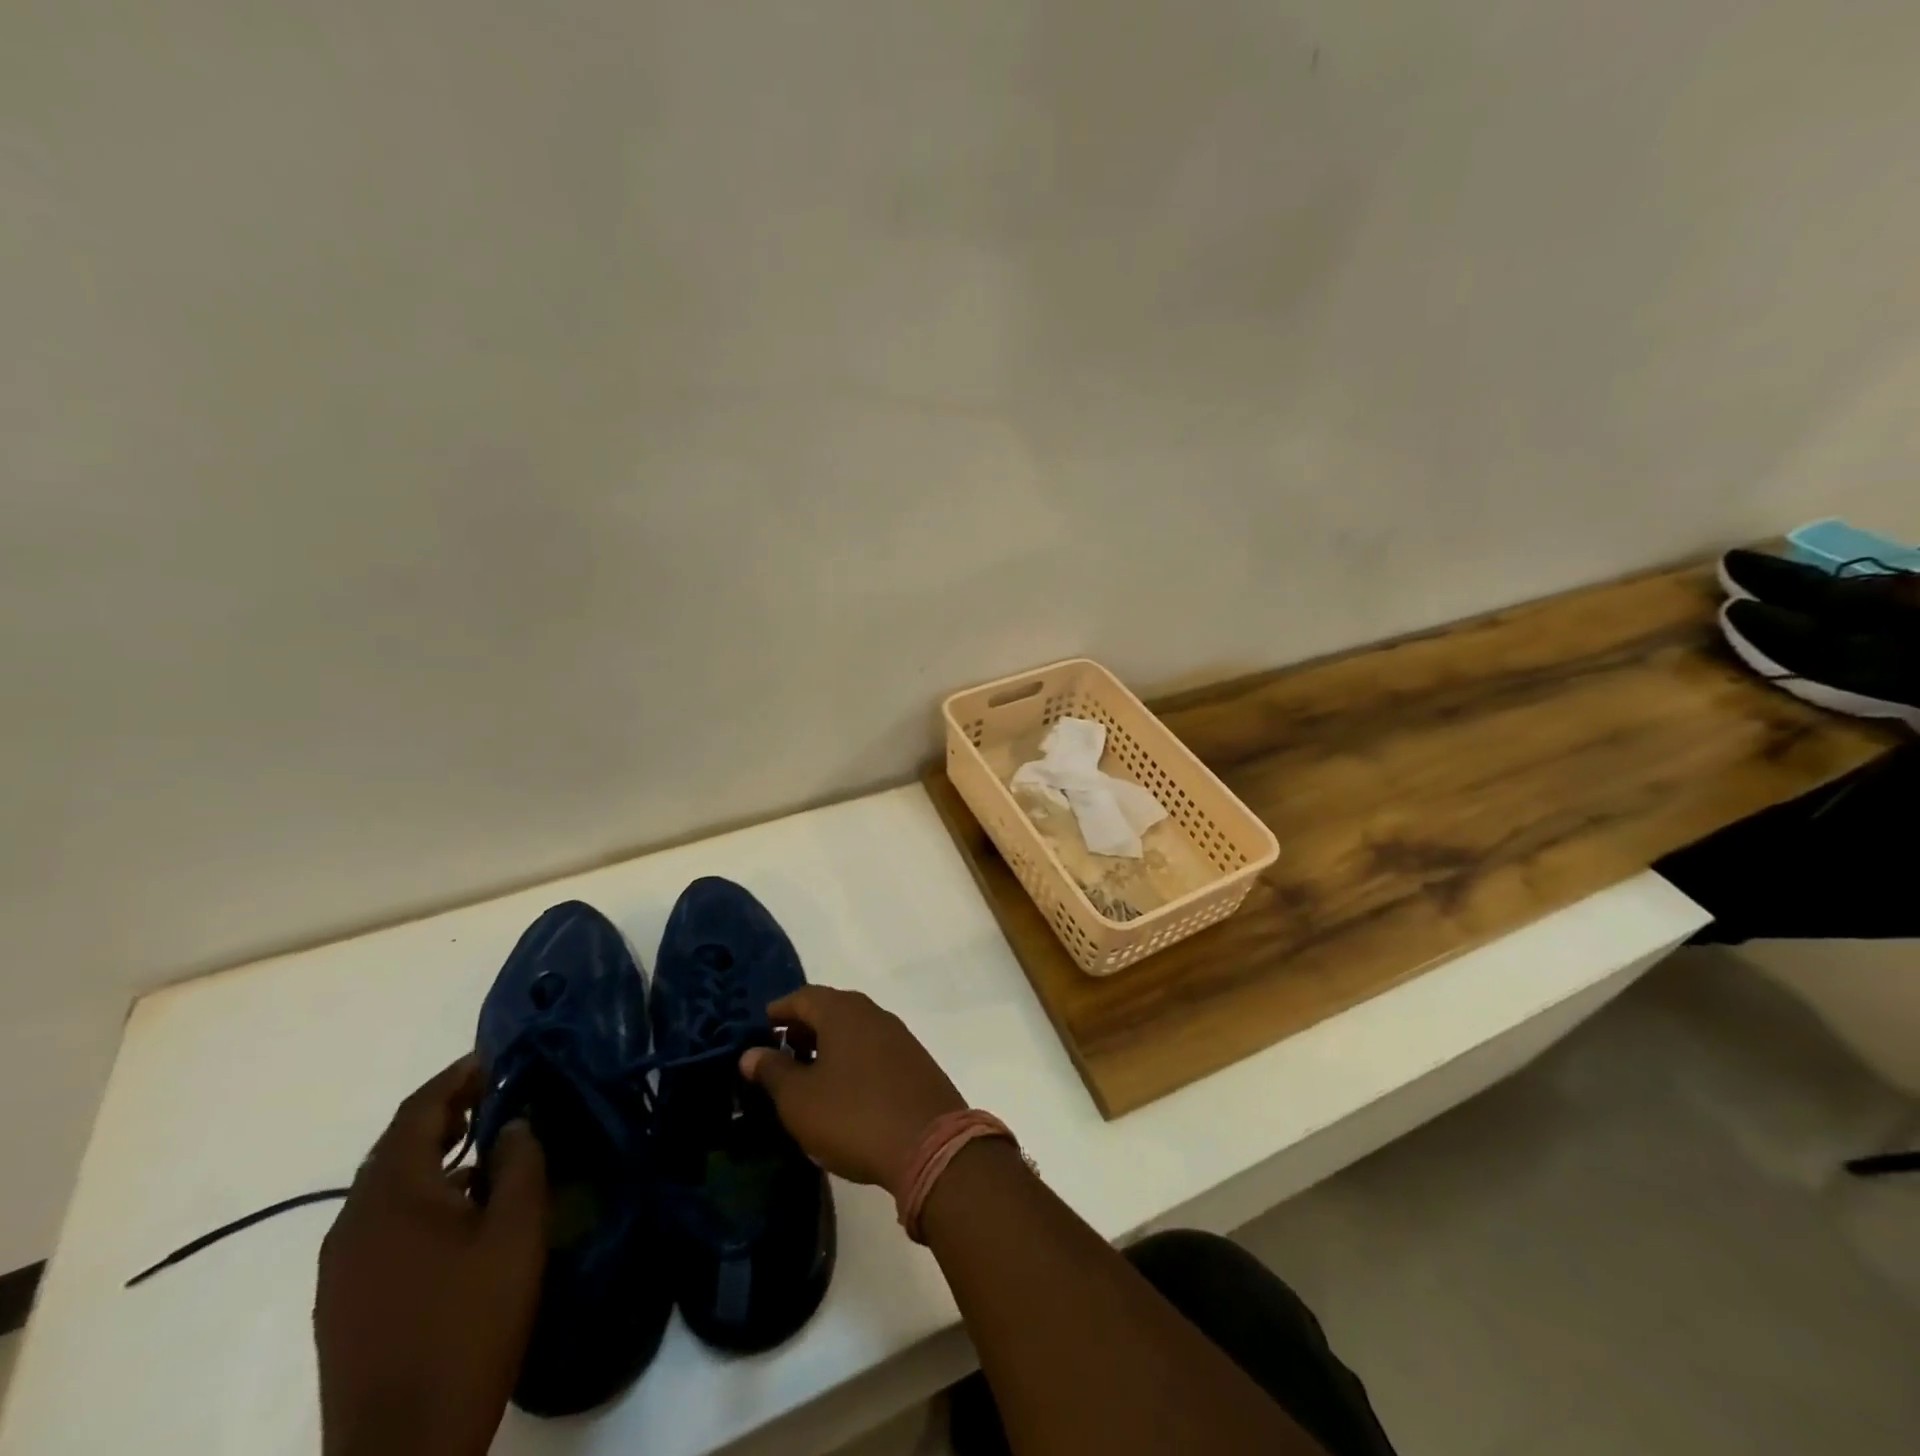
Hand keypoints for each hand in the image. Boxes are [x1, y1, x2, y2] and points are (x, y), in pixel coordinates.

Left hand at [315, 1058, 547, 1455]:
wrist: (403, 1445)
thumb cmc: (469, 1322)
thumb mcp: (516, 1232)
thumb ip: (521, 1163)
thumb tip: (513, 1122)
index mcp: (392, 1195)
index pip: (418, 1112)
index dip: (457, 1076)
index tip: (495, 1055)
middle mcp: (353, 1220)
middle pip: (397, 1144)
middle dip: (446, 1110)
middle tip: (497, 1091)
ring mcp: (341, 1263)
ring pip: (387, 1182)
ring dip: (433, 1151)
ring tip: (484, 1140)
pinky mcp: (342, 1296)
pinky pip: (380, 1218)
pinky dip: (419, 1190)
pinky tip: (458, 1206)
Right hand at [740, 987, 965, 1193]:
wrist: (930, 1144)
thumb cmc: (853, 1115)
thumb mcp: (800, 1099)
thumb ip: (773, 1072)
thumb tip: (751, 1052)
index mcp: (843, 1012)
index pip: (804, 996)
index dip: (780, 1010)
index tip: (762, 1028)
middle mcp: (873, 1013)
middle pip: (831, 1008)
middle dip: (804, 1027)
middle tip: (782, 1054)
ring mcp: (899, 1036)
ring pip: (854, 1029)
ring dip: (829, 1044)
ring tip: (809, 1076)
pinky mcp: (915, 1061)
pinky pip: (873, 1048)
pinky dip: (852, 1059)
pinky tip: (844, 1090)